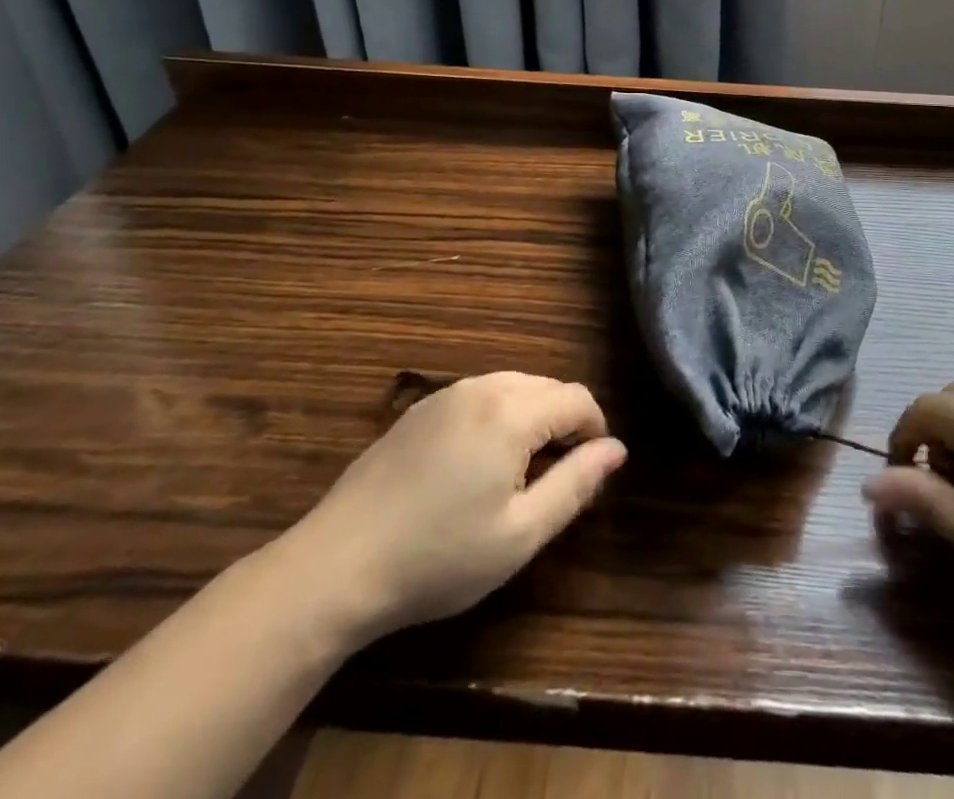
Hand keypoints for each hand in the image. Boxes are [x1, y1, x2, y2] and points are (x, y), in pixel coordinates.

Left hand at [270, 371, 626, 651]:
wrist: (337, 566)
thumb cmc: (438, 558)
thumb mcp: (520, 534)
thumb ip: (575, 485)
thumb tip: (616, 450)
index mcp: (511, 412)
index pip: (577, 399)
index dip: (596, 430)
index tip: (591, 471)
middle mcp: (482, 388)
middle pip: (547, 387)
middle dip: (564, 422)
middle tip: (556, 477)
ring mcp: (446, 395)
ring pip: (513, 387)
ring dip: (532, 416)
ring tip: (520, 472)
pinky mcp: (419, 410)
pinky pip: (479, 396)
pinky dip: (498, 416)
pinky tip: (477, 464)